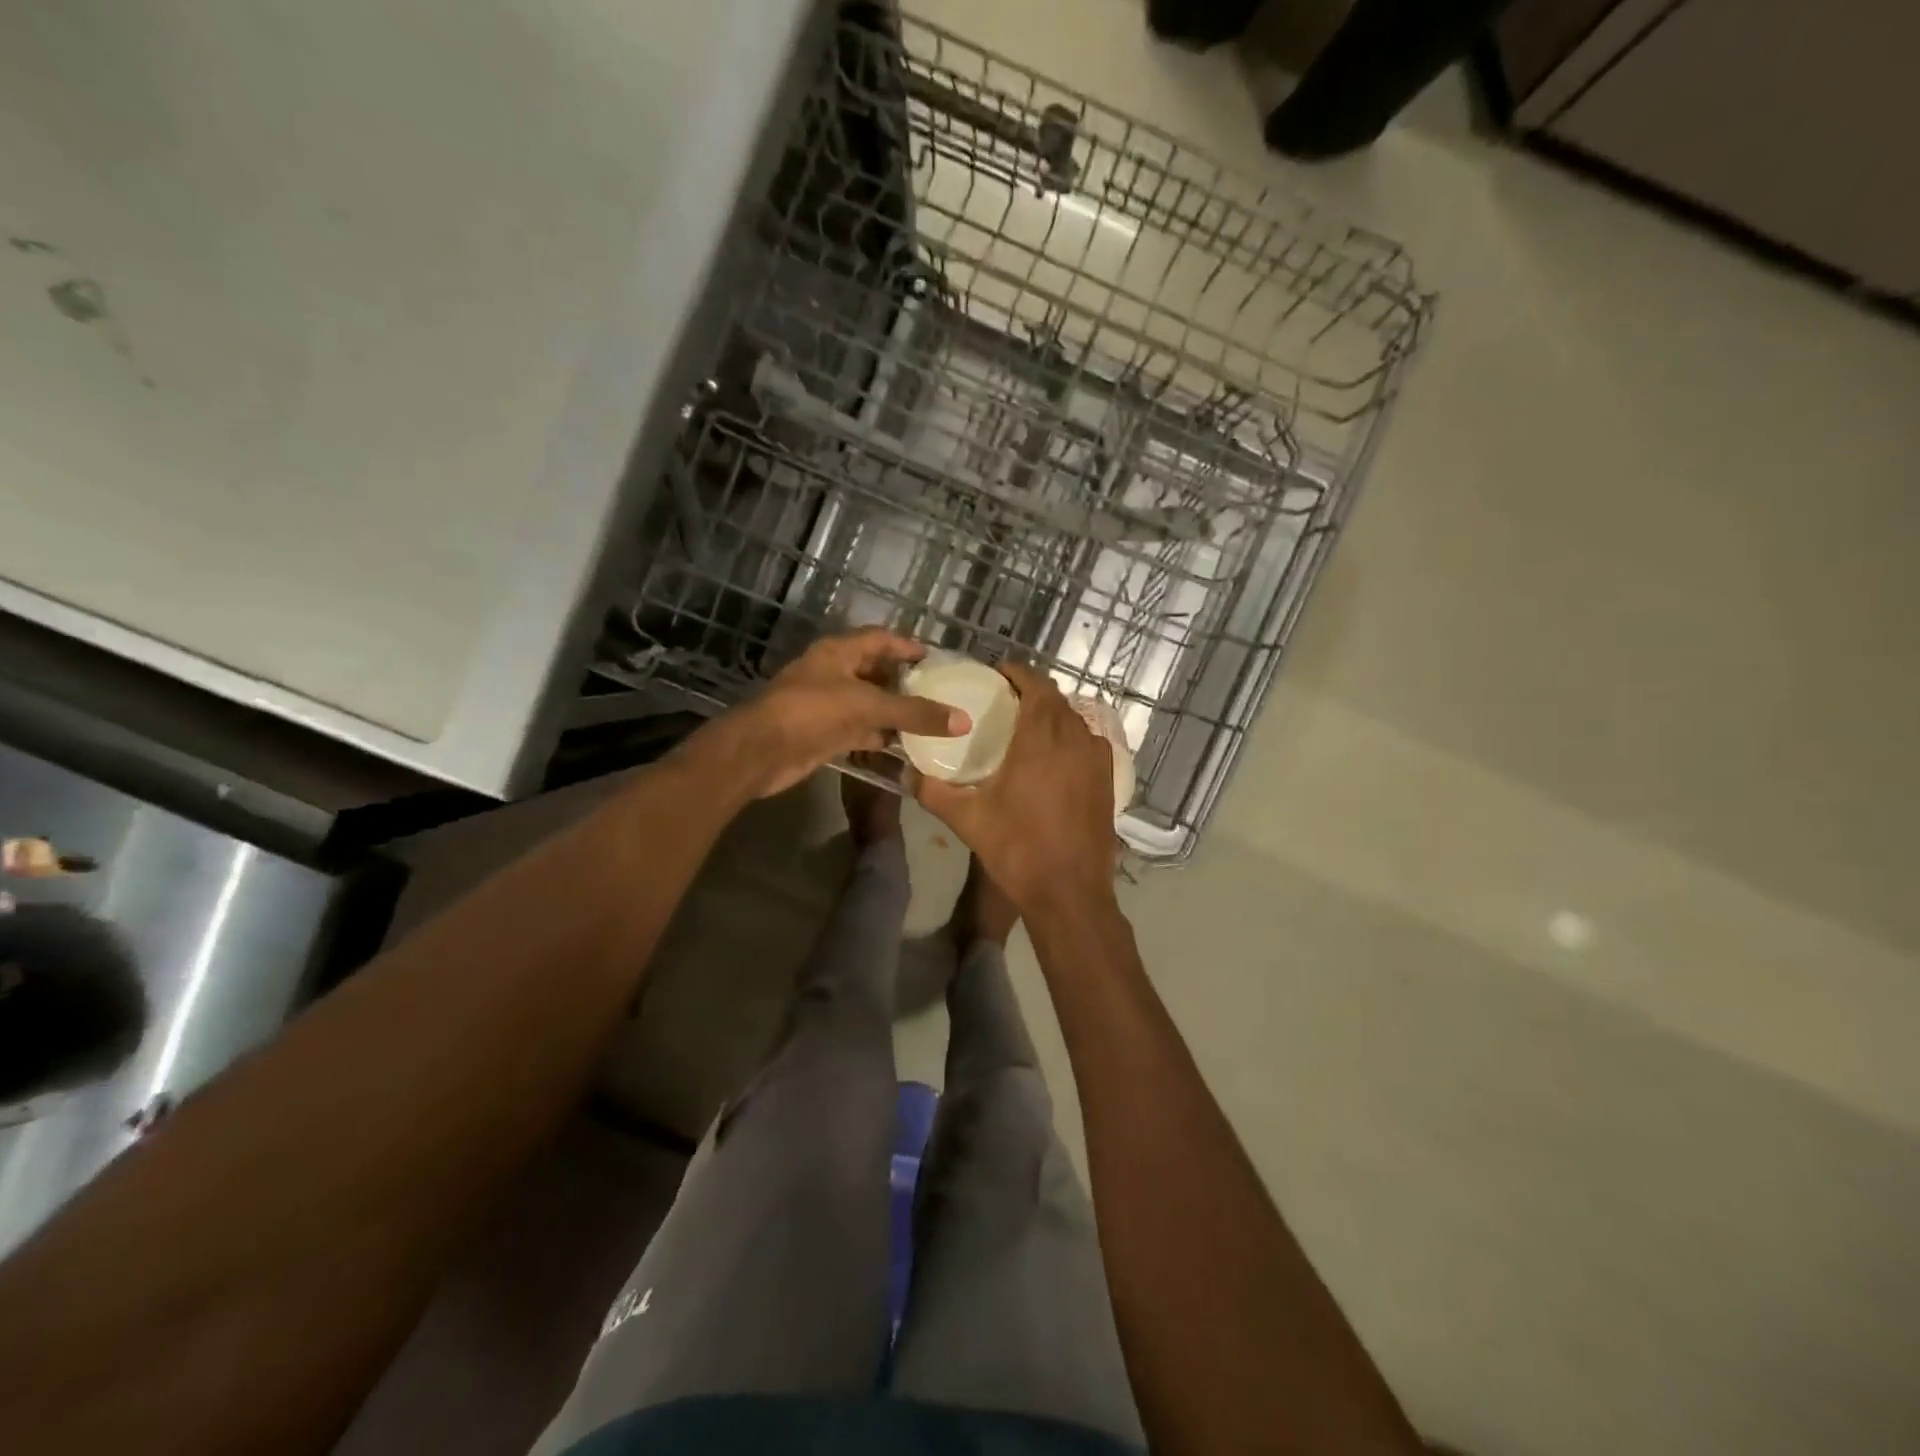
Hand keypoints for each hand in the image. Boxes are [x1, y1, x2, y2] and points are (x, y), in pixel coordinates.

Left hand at [696, 629, 965, 799]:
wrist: (761, 751)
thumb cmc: (812, 712)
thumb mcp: (867, 705)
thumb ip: (915, 713)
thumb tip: (963, 720)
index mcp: (838, 653)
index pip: (880, 639)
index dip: (907, 645)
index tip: (935, 657)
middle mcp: (833, 674)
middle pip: (875, 671)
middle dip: (904, 681)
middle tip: (939, 692)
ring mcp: (827, 705)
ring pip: (869, 703)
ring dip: (894, 712)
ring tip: (930, 720)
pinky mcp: (824, 734)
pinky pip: (860, 731)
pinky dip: (880, 737)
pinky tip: (905, 746)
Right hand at [913, 662, 1116, 916]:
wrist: (1070, 892)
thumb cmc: (1018, 848)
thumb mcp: (967, 819)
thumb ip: (932, 791)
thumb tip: (907, 773)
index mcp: (1042, 737)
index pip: (1035, 684)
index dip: (1017, 673)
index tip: (996, 675)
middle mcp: (1076, 738)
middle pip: (1056, 699)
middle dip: (1031, 692)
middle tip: (1004, 702)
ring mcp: (1098, 759)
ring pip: (1075, 720)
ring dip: (1052, 715)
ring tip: (1026, 728)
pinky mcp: (1109, 780)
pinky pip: (1088, 743)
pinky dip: (1070, 739)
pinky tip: (1053, 759)